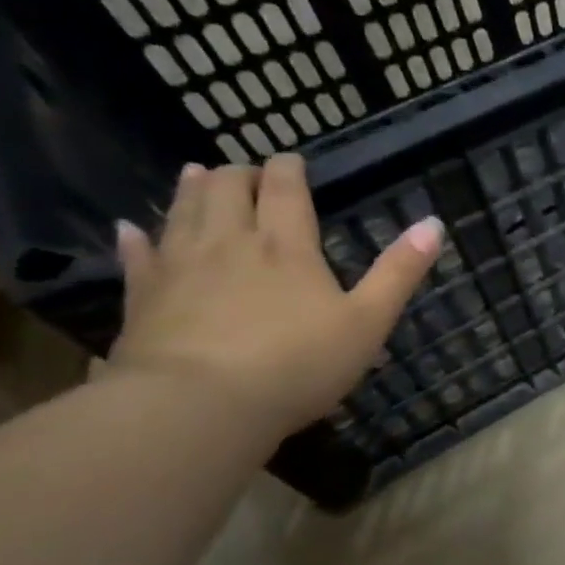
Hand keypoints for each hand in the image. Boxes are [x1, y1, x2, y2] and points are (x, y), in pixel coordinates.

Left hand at [107, 156, 442, 436]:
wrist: (199, 405)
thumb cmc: (297, 364)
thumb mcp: (367, 322)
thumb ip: (399, 272)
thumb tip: (434, 224)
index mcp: (285, 246)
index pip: (284, 188)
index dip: (288, 168)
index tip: (291, 159)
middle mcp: (229, 242)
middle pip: (226, 188)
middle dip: (239, 174)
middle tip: (248, 172)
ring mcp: (179, 267)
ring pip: (182, 211)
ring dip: (192, 188)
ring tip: (197, 173)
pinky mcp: (143, 297)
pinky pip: (137, 256)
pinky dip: (136, 238)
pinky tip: (130, 229)